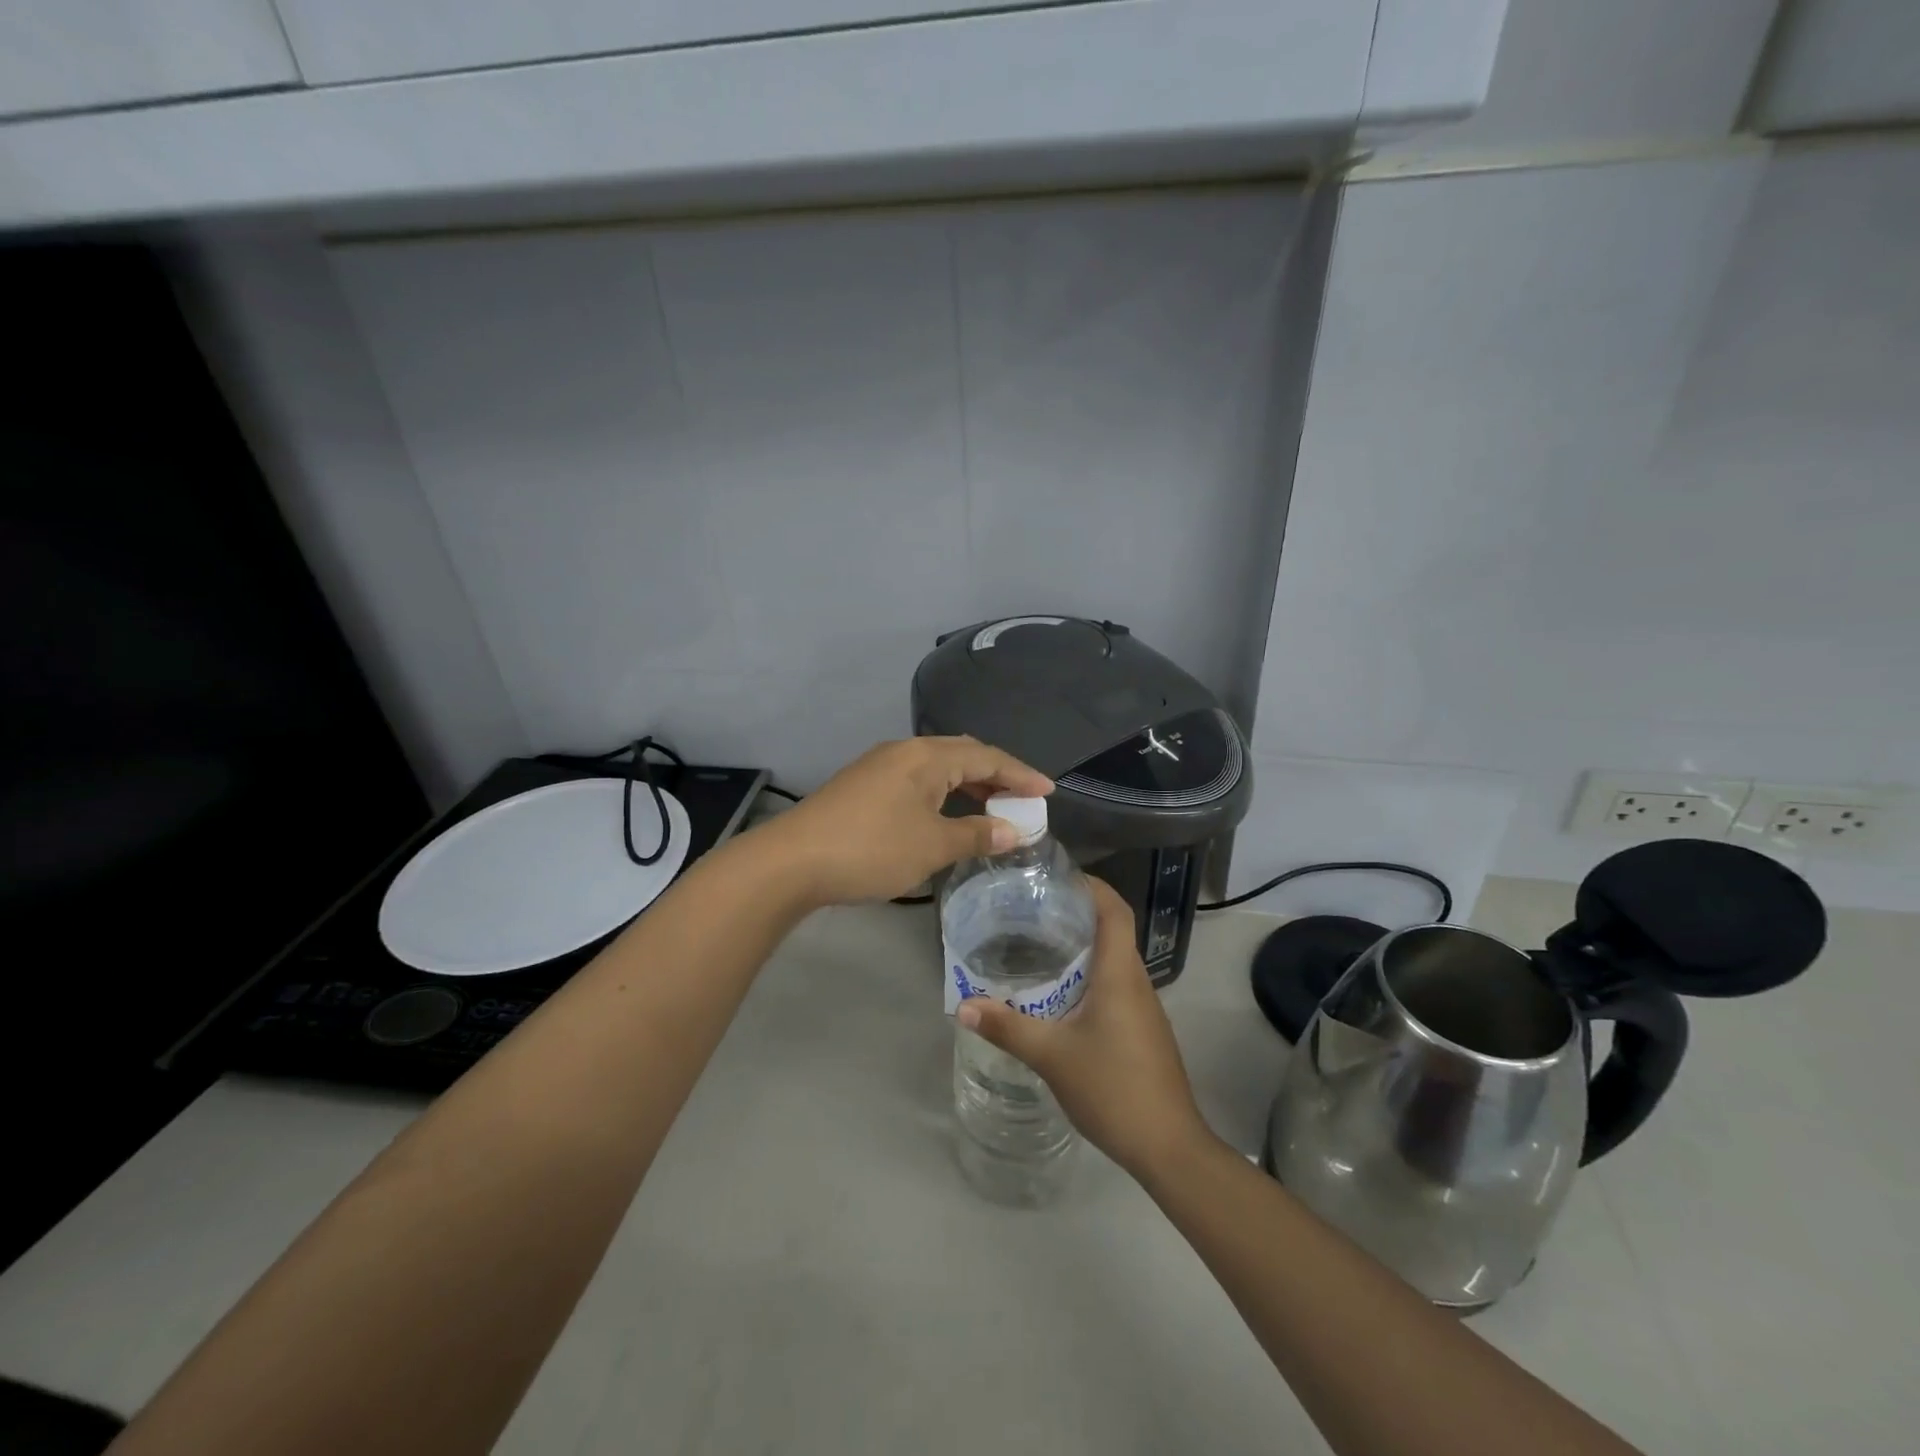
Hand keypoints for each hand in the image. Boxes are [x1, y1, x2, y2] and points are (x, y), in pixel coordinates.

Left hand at [757, 737, 1053, 905]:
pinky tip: (945, 816)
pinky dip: (942, 795)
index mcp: (926, 756)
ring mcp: (879, 767)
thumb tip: (1014, 831)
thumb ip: (976, 835)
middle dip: (996, 775)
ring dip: (967, 786)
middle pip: (962, 755)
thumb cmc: (871, 849)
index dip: (1020, 774)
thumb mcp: (932, 845)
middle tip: (1022, 799)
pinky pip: (917, 781)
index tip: (1048, 792)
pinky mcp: (862, 786)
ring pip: (937, 768)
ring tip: (992, 809)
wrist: (792, 861)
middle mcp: (904, 751)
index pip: (986, 757)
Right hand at [956, 877, 1210, 1181]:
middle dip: (1075, 915)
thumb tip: (963, 1005)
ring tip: (1037, 947)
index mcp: (1119, 974)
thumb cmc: (1113, 1088)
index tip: (1058, 877)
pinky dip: (1088, 978)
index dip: (1092, 886)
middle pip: (1111, 931)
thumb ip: (1007, 1028)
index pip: (1114, 910)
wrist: (1168, 1147)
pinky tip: (1059, 997)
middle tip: (1031, 911)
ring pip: (1112, 961)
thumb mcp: (1052, 1056)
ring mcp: (1143, 1008)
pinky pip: (1114, 987)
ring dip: (1081, 948)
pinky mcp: (1142, 1031)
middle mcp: (1136, 981)